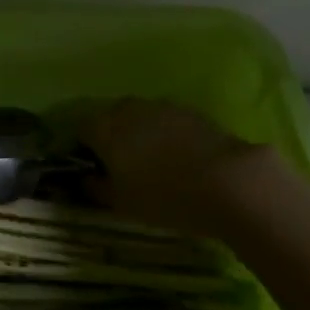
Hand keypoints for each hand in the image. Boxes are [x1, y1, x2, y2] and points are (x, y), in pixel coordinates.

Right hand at [82, 99, 281, 237]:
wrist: (228, 181)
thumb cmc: (165, 196)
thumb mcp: (122, 203)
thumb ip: (95, 188)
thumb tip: (83, 179)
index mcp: (105, 127)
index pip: (80, 130)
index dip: (83, 150)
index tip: (92, 172)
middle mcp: (128, 108)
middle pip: (109, 119)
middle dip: (110, 139)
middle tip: (120, 169)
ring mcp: (160, 105)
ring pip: (138, 117)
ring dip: (138, 134)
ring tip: (151, 164)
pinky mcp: (188, 110)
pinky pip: (165, 120)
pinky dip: (164, 134)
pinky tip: (177, 158)